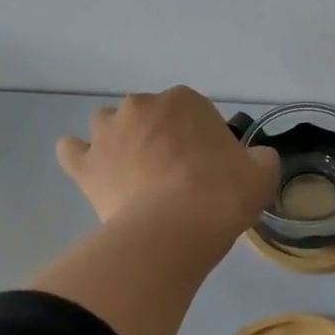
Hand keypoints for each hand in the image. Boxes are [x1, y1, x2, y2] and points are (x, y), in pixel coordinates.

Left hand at [57, 87, 279, 243]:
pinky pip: (73, 151)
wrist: (173, 232)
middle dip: (163, 138)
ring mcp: (106, 133)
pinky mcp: (84, 165)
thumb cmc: (221, 196)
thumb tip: (255, 158)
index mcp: (185, 101)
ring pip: (110, 126)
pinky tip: (97, 174)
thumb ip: (260, 159)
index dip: (205, 139)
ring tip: (139, 176)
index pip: (197, 113)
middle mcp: (140, 106)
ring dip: (122, 142)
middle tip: (180, 176)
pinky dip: (83, 158)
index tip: (213, 168)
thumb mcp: (261, 175)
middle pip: (152, 116)